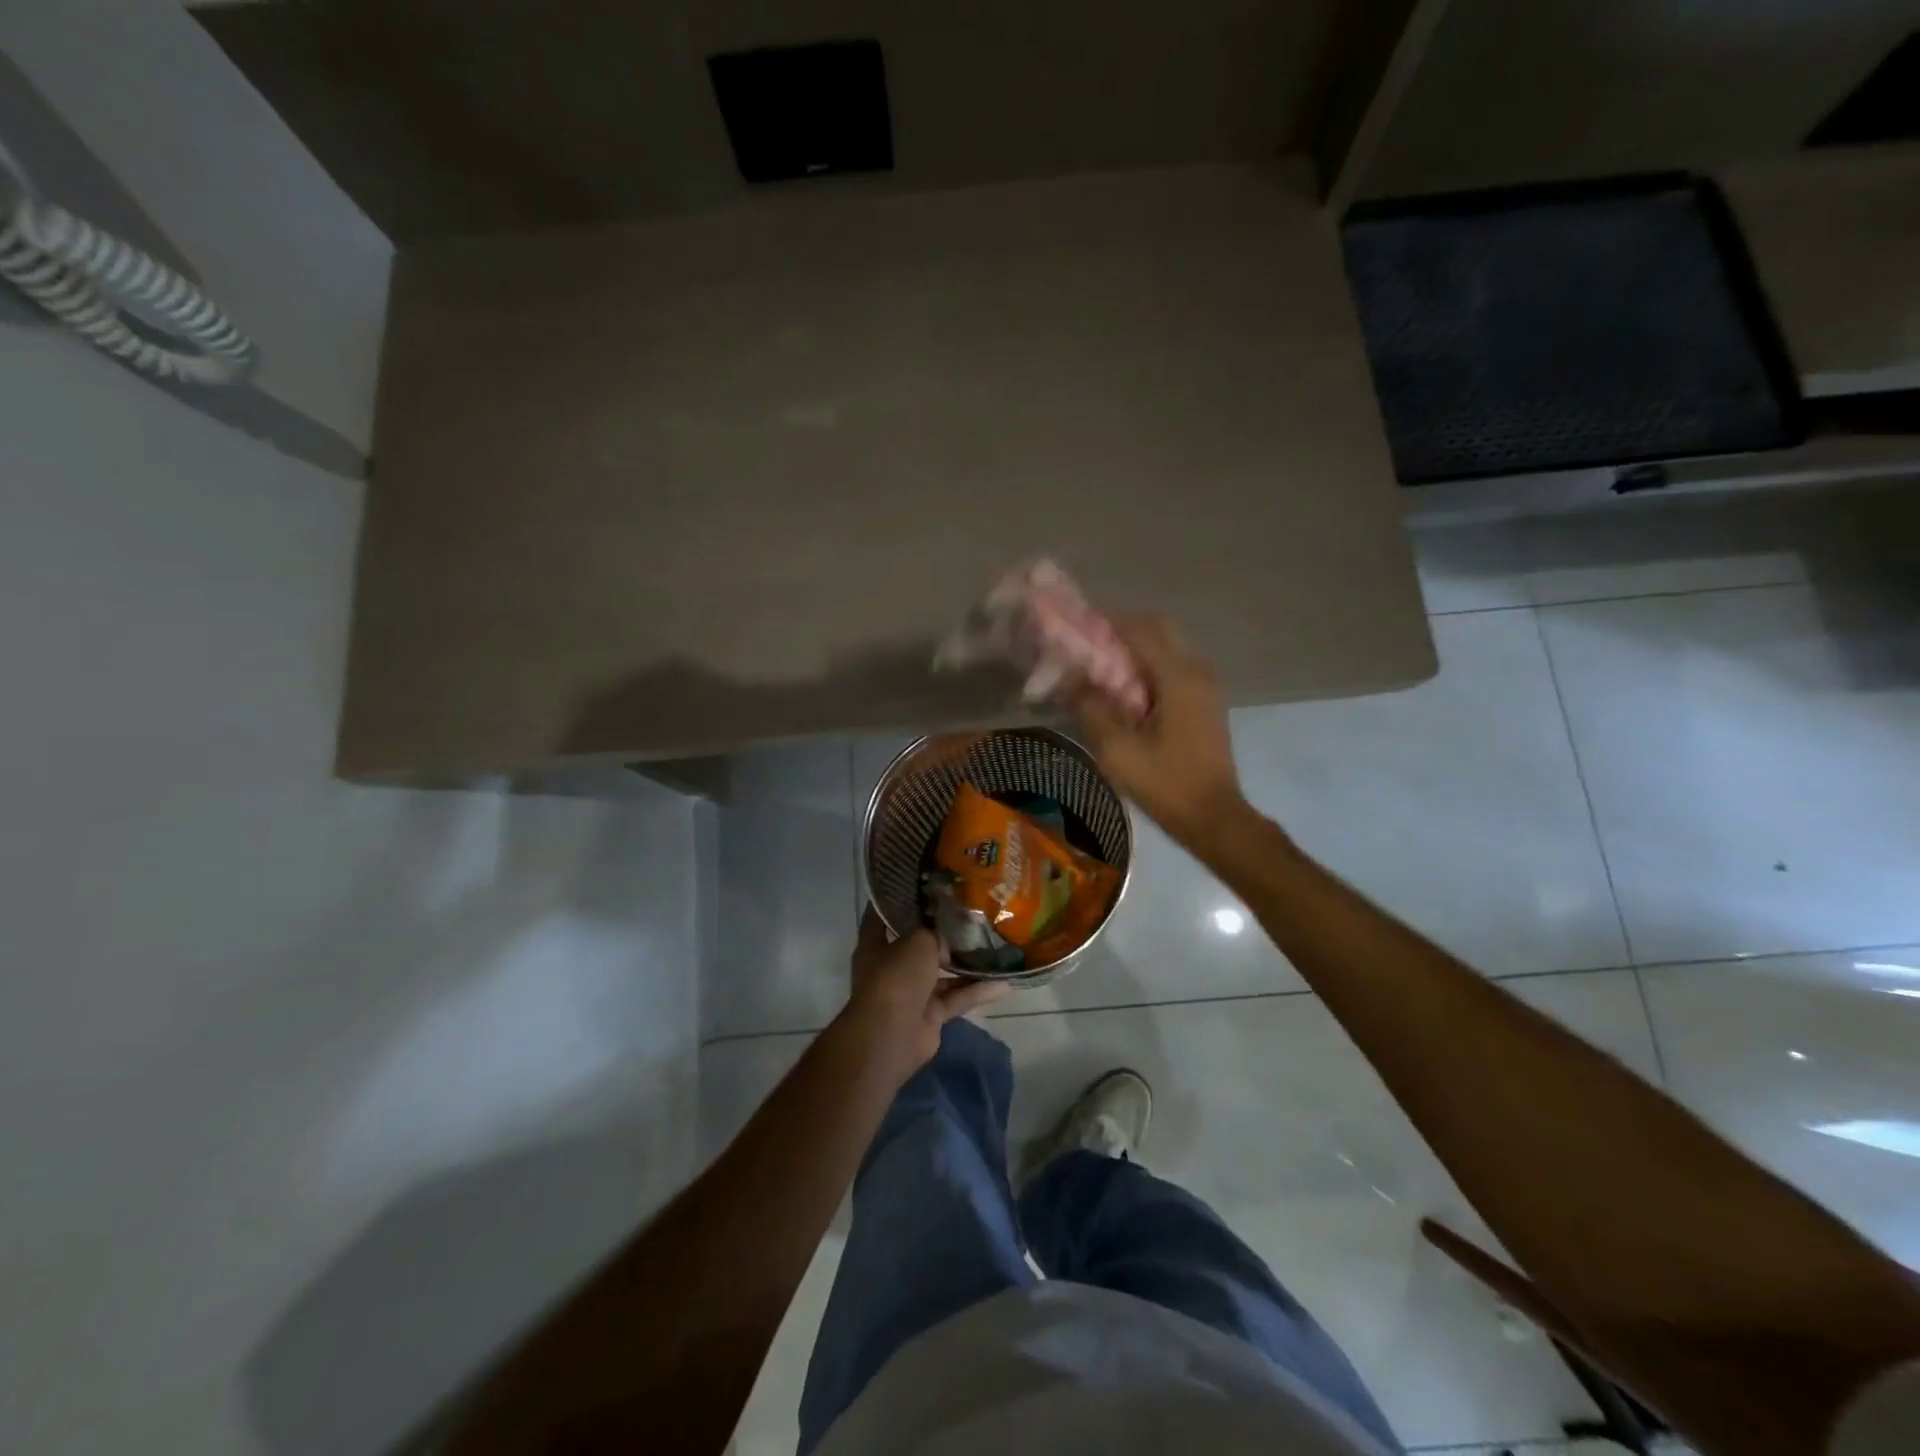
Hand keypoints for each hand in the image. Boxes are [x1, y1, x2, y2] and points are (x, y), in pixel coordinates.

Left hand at [838, 908, 1008, 1080]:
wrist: (892, 1034)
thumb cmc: (896, 976)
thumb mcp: (918, 940)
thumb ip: (936, 931)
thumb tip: (951, 932)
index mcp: (876, 944)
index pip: (883, 915)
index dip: (899, 899)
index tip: (922, 884)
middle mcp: (892, 966)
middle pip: (919, 945)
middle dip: (942, 933)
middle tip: (971, 913)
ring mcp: (911, 992)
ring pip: (942, 973)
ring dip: (965, 964)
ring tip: (994, 945)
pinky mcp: (930, 1015)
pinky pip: (956, 998)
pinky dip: (976, 992)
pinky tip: (1003, 983)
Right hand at [1071, 615, 1248, 845]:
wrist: (1213, 817)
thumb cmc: (1166, 783)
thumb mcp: (1118, 750)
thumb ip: (1092, 708)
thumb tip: (1074, 681)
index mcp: (1178, 676)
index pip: (1139, 629)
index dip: (1105, 623)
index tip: (1075, 629)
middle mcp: (1197, 670)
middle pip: (1158, 630)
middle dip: (1121, 631)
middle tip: (1087, 647)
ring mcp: (1206, 685)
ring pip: (1167, 647)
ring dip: (1135, 649)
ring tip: (1100, 667)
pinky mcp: (1205, 702)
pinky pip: (1174, 668)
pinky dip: (1148, 667)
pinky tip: (1124, 690)